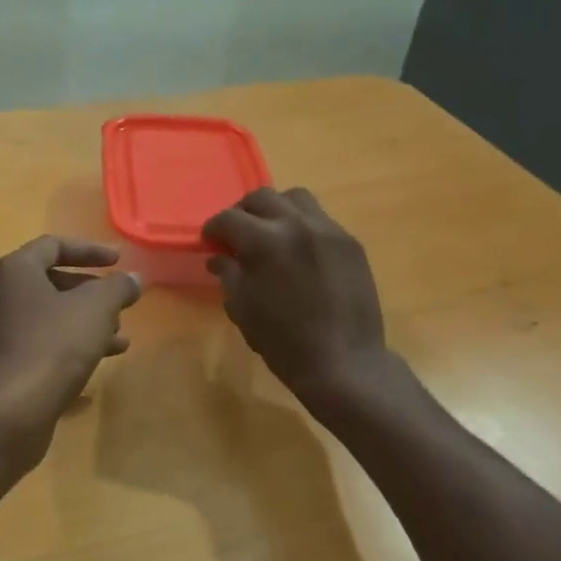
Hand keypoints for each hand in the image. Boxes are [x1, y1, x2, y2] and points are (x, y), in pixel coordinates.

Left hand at [0, 237, 140, 423]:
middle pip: (50, 282)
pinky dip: (68, 346)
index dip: (90, 250)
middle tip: (119, 305)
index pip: (53, 246)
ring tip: (119, 338)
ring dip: (84, 323)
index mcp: (14, 271)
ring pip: (47, 317)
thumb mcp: (96, 309)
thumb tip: (133, 278)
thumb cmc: (52, 345)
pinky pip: (38, 344)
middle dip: (90, 293)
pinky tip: (97, 363)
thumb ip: (117, 288)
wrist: (9, 411)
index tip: (119, 261)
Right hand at [202, 188, 389, 399]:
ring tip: (271, 234)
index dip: (213, 229)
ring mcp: (328, 230)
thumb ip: (228, 275)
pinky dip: (302, 225)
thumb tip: (219, 257)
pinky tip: (299, 251)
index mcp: (264, 241)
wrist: (344, 363)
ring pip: (295, 198)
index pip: (228, 218)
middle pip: (261, 198)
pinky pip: (320, 218)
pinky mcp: (350, 242)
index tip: (210, 242)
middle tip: (237, 235)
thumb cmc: (284, 342)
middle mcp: (296, 224)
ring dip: (276, 210)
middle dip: (242, 212)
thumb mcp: (242, 310)